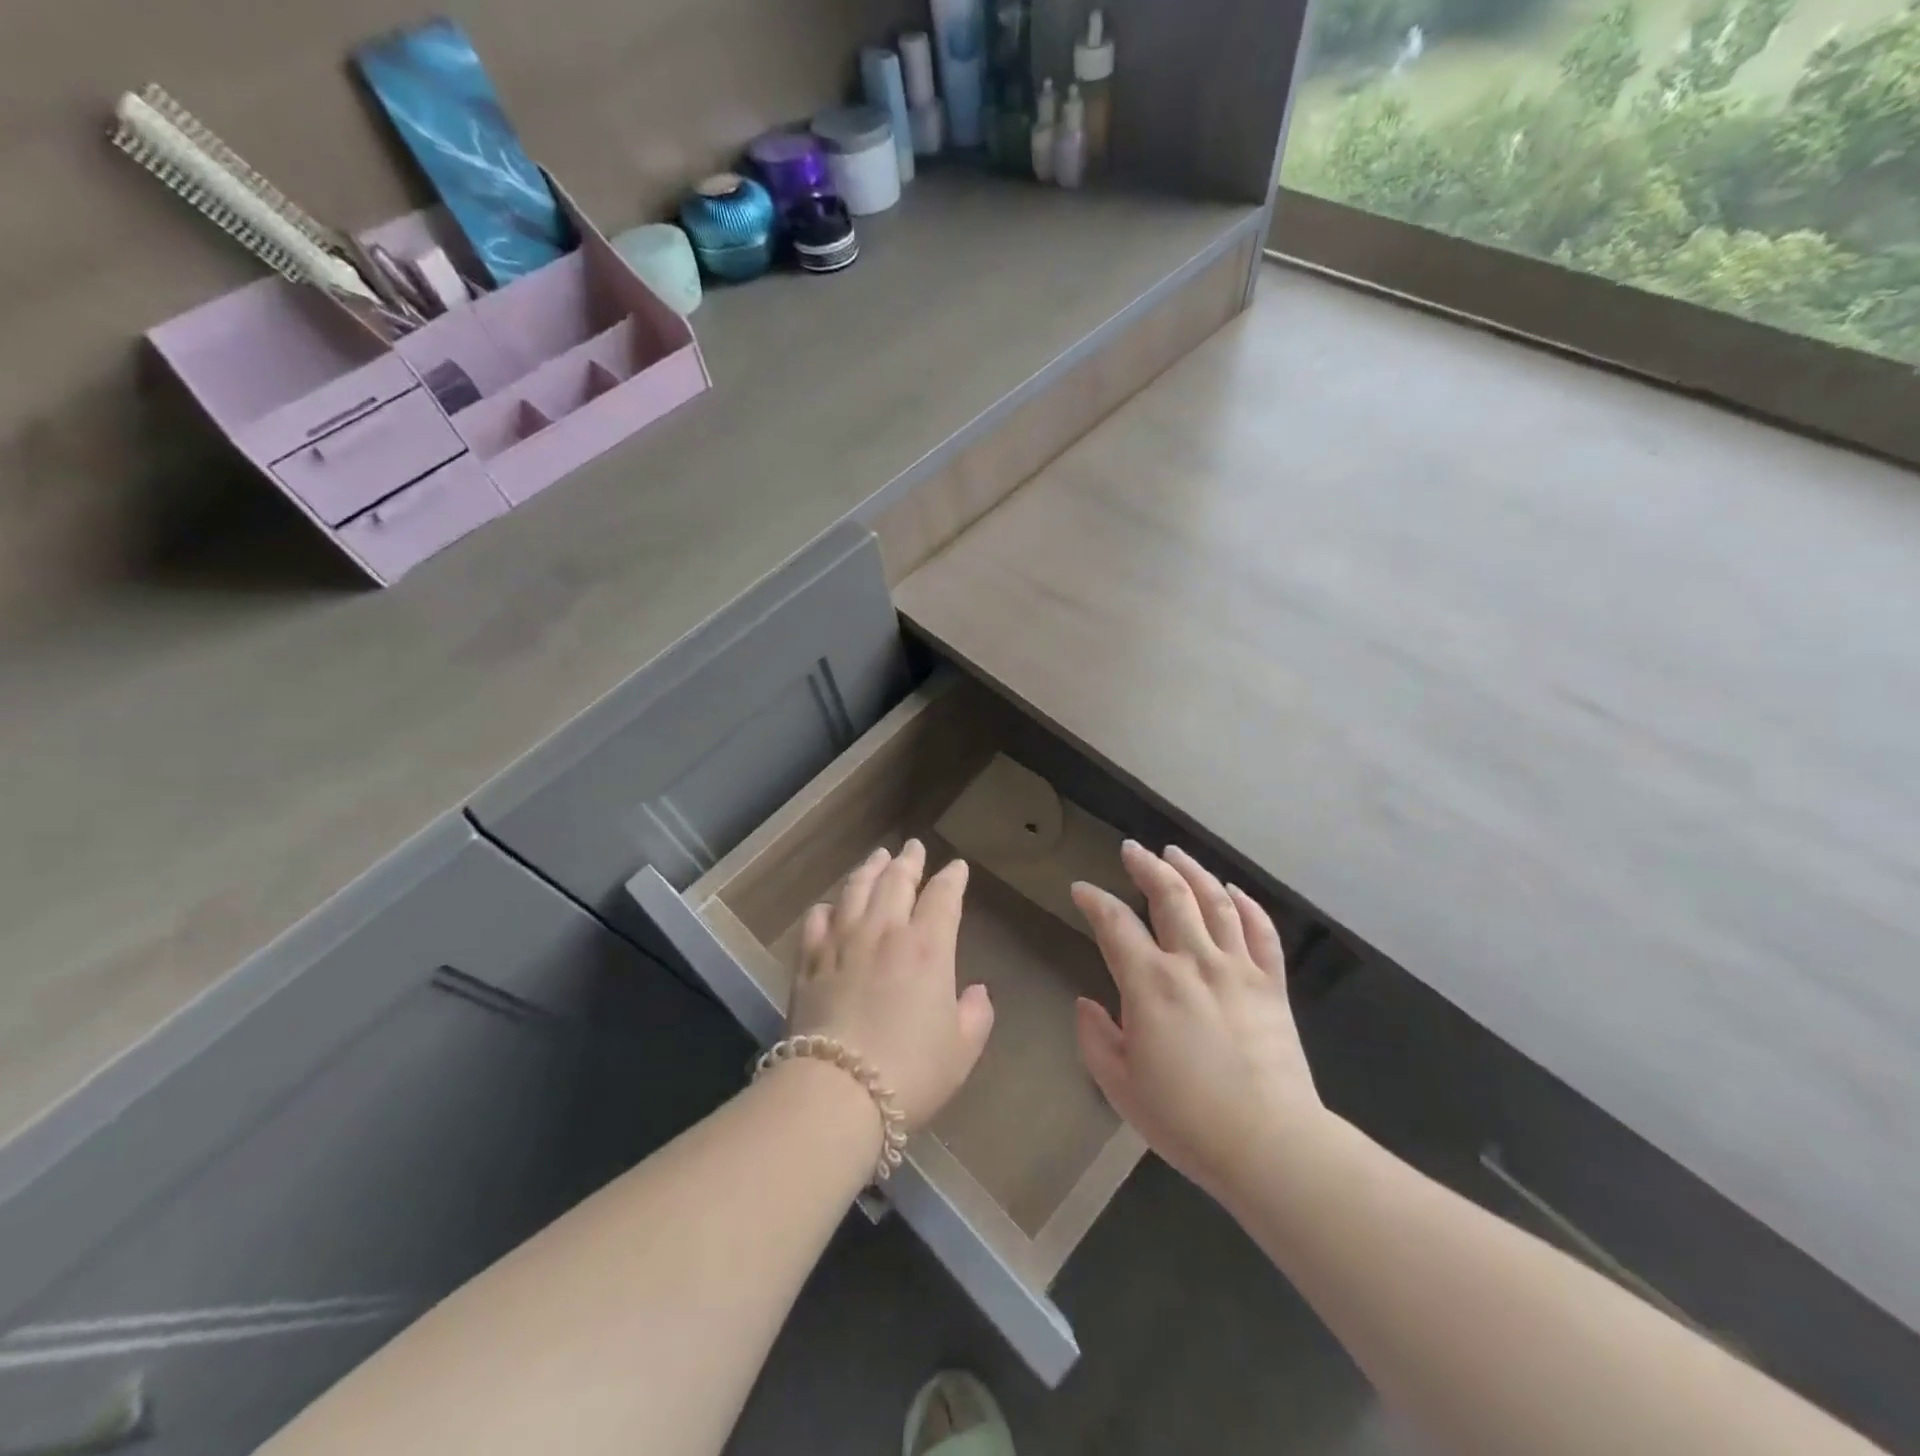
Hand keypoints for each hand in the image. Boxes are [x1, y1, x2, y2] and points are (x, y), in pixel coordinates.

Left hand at [787, 840, 994, 1130]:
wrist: (837, 1091)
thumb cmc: (911, 1072)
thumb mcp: (962, 1050)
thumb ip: (975, 1014)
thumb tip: (976, 991)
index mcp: (928, 947)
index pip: (943, 896)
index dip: (952, 878)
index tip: (957, 867)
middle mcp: (885, 931)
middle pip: (896, 880)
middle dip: (909, 860)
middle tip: (913, 847)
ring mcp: (843, 942)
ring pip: (856, 889)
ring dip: (870, 869)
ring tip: (877, 857)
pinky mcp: (809, 961)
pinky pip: (817, 919)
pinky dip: (828, 906)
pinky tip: (831, 906)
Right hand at [1071, 842, 1323, 1202]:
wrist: (1270, 1145)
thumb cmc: (1186, 1120)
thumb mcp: (1121, 1087)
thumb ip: (1095, 1039)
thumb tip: (1086, 1003)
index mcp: (1150, 983)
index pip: (1114, 923)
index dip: (1094, 900)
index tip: (1081, 890)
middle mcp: (1193, 961)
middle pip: (1169, 895)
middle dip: (1146, 865)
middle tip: (1132, 849)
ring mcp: (1238, 969)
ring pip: (1215, 901)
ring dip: (1192, 871)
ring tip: (1175, 852)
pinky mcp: (1271, 985)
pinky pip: (1261, 932)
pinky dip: (1247, 904)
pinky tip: (1233, 890)